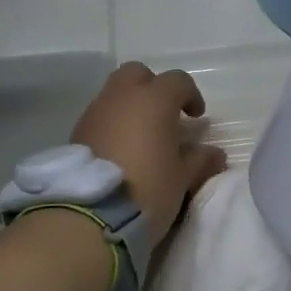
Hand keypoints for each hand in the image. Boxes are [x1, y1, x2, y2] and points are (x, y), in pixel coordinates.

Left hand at [72, 62, 226, 246]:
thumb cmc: (147, 189)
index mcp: (153, 101)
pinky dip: (113, 123)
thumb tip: (214, 153)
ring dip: (131, 106)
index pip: (178, 81)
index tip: (196, 118)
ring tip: (142, 137)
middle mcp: (121, 98)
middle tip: (165, 116)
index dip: (191, 95)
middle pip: (138, 74)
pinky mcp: (76, 133)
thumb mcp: (182, 178)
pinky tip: (120, 151)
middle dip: (154, 88)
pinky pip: (100, 116)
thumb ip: (200, 160)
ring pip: (115, 94)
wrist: (89, 216)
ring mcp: (95, 113)